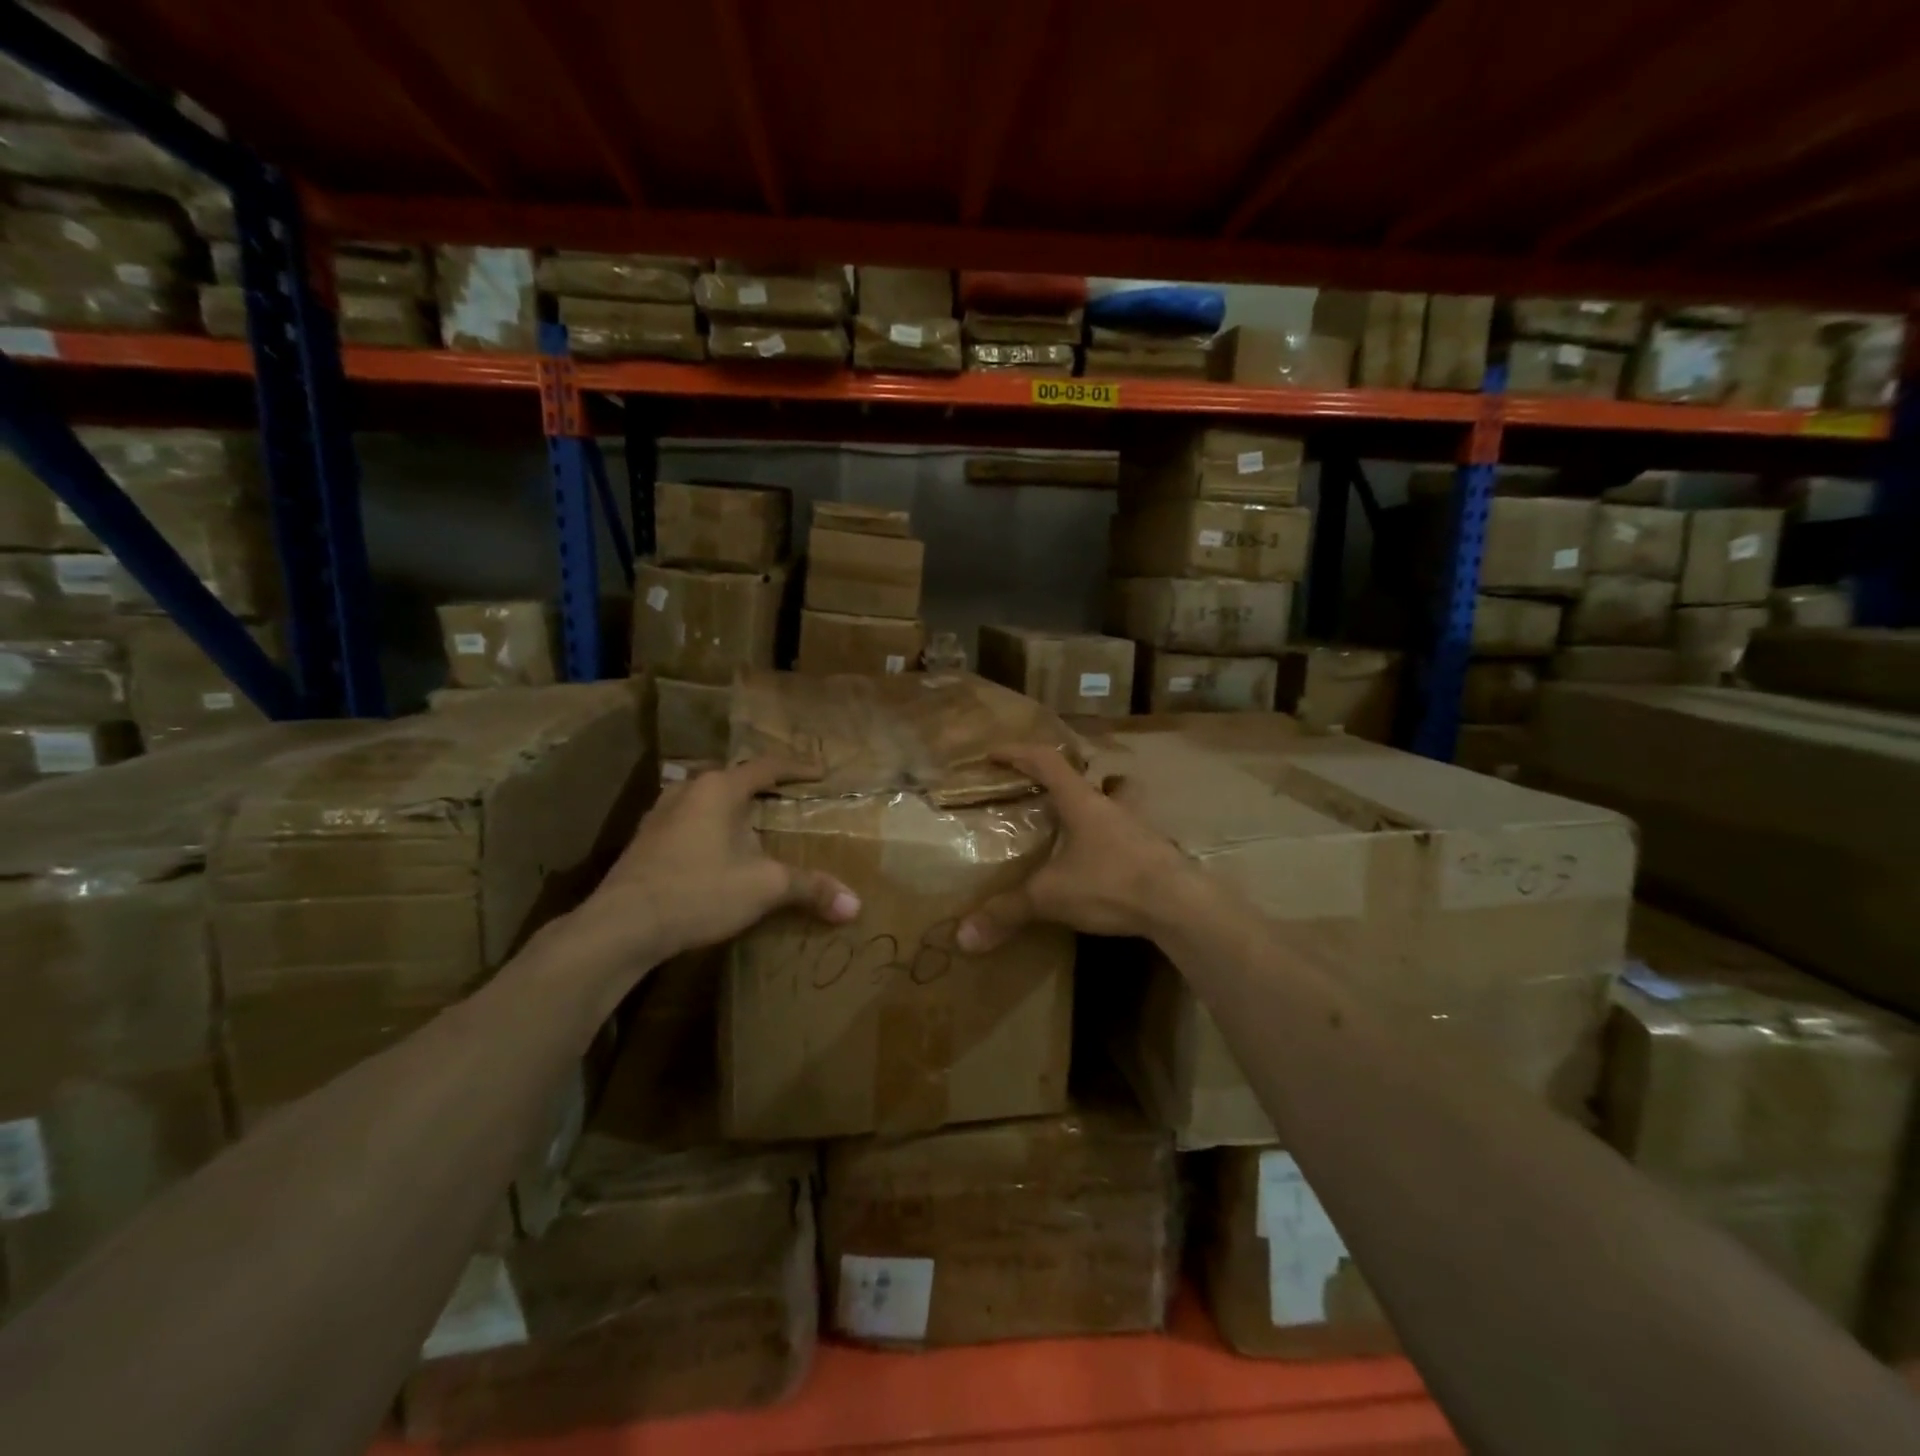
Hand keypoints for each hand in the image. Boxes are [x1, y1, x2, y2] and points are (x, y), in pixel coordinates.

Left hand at [573, 757, 860, 965]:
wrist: (621, 926)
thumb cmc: (698, 892)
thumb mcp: (764, 888)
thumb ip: (810, 889)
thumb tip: (855, 906)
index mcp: (719, 789)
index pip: (766, 767)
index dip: (796, 768)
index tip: (819, 774)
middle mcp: (687, 791)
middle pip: (732, 779)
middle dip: (761, 788)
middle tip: (786, 800)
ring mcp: (659, 815)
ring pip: (704, 800)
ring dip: (730, 808)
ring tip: (750, 825)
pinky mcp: (643, 842)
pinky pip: (686, 822)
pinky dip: (708, 828)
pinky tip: (714, 853)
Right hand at [956, 744, 1200, 952]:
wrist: (1179, 905)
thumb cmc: (1111, 882)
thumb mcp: (1051, 896)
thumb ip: (1008, 911)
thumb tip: (963, 937)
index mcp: (1083, 802)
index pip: (1046, 762)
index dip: (1018, 754)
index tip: (994, 753)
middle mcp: (1114, 806)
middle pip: (1098, 776)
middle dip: (1076, 779)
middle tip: (1055, 793)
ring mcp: (1142, 828)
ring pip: (1125, 802)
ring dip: (1108, 805)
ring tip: (1089, 825)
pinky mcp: (1160, 853)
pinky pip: (1136, 836)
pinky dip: (1121, 842)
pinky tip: (1112, 864)